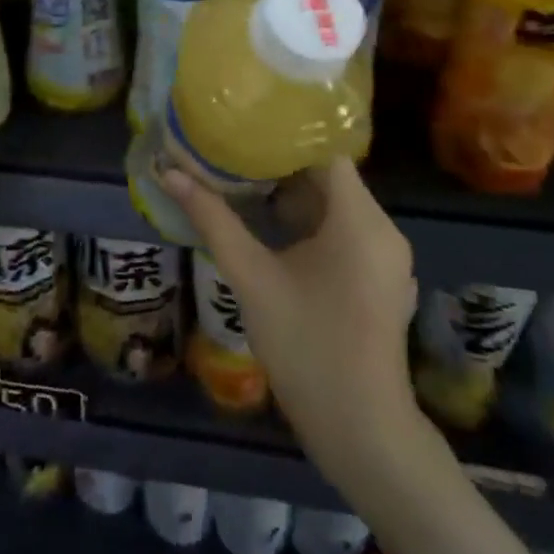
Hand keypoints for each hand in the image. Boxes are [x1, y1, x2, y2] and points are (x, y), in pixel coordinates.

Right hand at [159, 158, 430, 494]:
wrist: (363, 434)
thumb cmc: (308, 347)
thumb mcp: (252, 278)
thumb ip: (213, 220)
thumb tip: (170, 173)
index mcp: (360, 220)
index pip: (325, 149)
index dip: (284, 131)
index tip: (242, 120)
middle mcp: (381, 229)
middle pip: (328, 176)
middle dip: (277, 162)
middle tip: (227, 146)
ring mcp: (383, 257)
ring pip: (333, 205)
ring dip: (289, 193)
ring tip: (237, 176)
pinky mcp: (377, 278)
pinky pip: (341, 231)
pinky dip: (306, 221)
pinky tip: (265, 223)